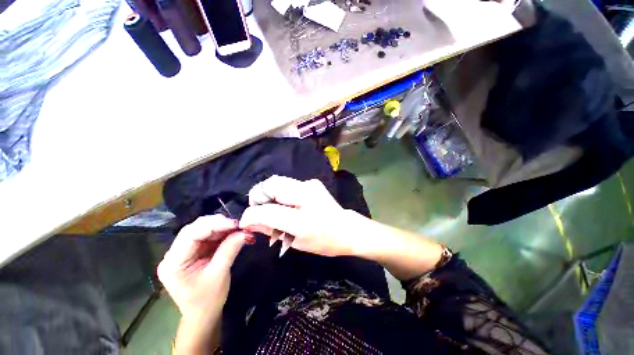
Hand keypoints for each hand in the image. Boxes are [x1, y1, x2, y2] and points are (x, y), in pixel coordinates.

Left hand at [158, 215, 253, 319]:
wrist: (204, 315)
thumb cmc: (207, 301)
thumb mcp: (219, 275)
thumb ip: (229, 250)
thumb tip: (245, 232)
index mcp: (173, 263)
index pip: (191, 235)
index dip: (213, 225)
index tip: (235, 223)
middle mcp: (174, 254)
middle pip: (195, 229)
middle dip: (218, 224)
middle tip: (238, 225)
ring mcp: (184, 252)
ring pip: (202, 230)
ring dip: (221, 227)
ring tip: (237, 228)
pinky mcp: (194, 251)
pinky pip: (208, 236)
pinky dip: (222, 233)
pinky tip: (232, 232)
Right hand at [240, 175, 367, 256]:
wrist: (347, 229)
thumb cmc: (323, 241)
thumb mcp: (295, 241)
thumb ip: (270, 229)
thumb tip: (249, 222)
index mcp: (302, 217)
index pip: (266, 210)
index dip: (251, 214)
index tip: (245, 221)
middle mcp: (305, 193)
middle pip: (270, 185)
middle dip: (258, 197)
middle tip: (259, 211)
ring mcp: (309, 184)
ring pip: (278, 181)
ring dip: (269, 193)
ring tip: (272, 207)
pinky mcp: (312, 183)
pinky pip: (288, 183)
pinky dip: (280, 192)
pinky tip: (286, 203)